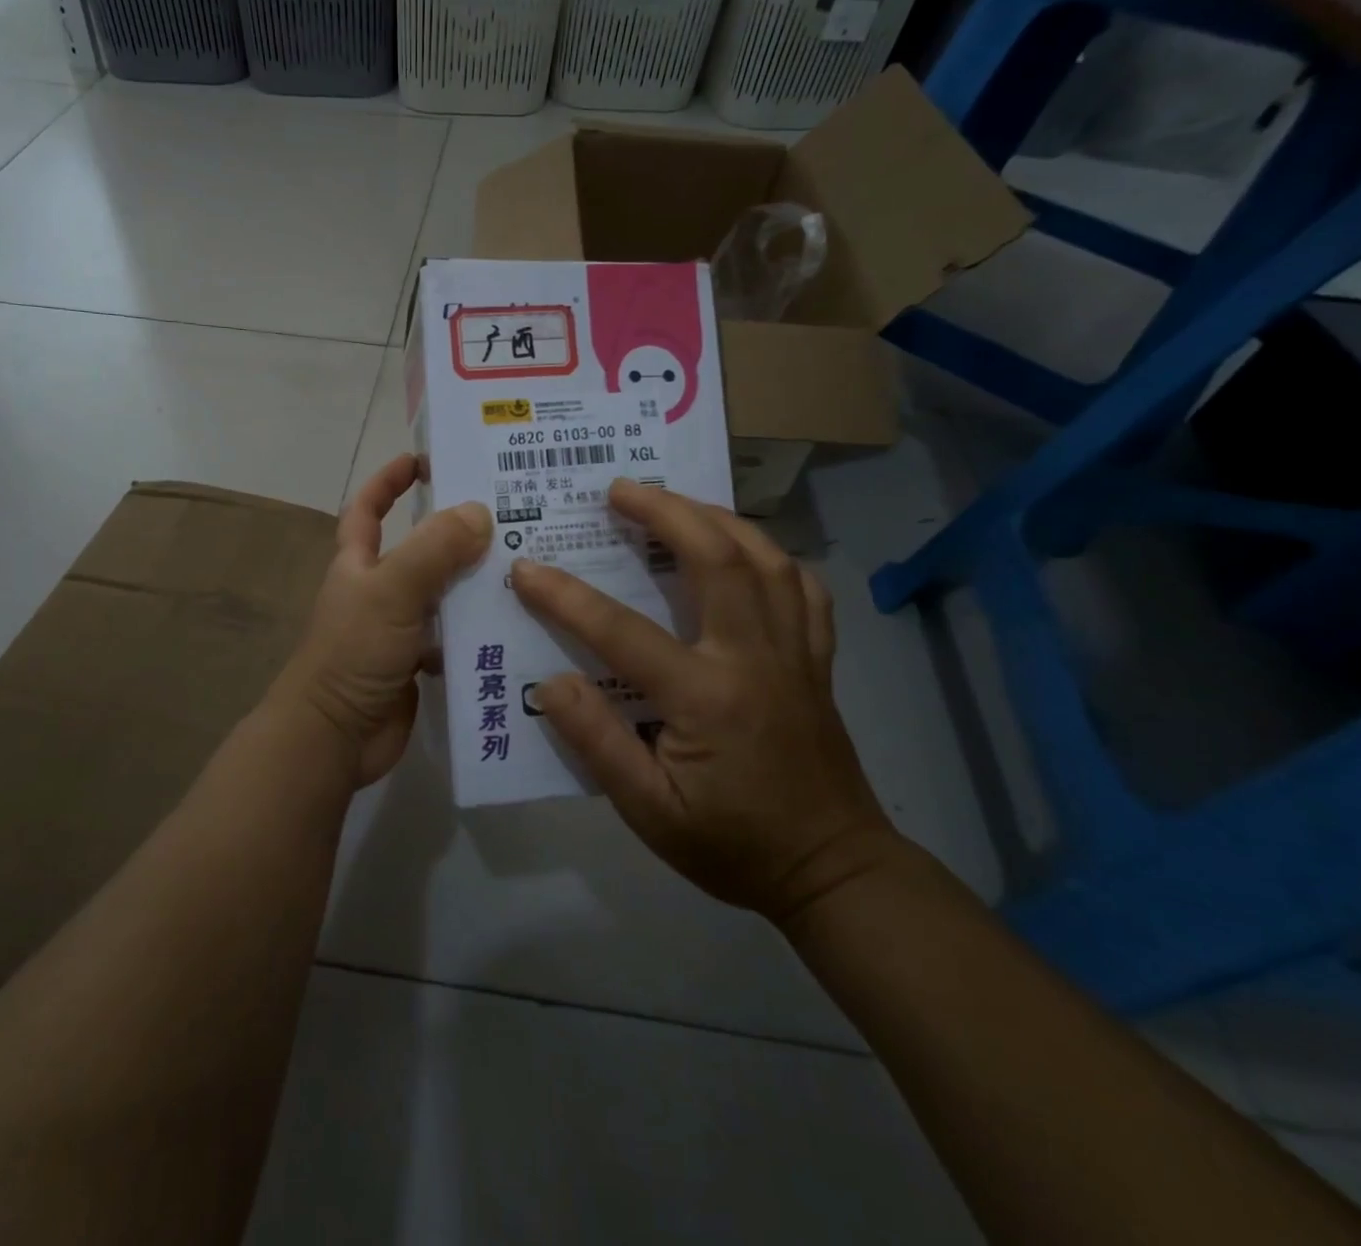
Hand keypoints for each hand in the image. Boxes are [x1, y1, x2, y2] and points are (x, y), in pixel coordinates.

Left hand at [272, 454, 491, 787]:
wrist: (334, 737)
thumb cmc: (353, 653)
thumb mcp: (391, 591)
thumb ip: (433, 551)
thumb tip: (480, 512)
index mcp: (359, 564)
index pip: (368, 509)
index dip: (388, 480)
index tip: (423, 460)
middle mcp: (379, 591)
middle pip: (421, 550)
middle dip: (458, 533)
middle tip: (511, 515)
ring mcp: (399, 630)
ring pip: (445, 595)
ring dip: (477, 584)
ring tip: (530, 567)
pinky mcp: (419, 665)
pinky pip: (456, 637)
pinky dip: (481, 631)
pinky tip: (519, 624)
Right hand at [509, 478, 898, 922]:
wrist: (834, 873)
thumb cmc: (733, 846)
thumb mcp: (649, 812)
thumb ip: (598, 744)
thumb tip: (551, 682)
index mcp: (706, 697)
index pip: (622, 631)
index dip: (566, 597)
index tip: (526, 569)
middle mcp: (754, 658)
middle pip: (715, 558)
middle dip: (664, 511)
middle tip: (620, 488)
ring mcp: (794, 654)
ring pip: (765, 559)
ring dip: (718, 519)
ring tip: (677, 503)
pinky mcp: (817, 661)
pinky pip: (804, 589)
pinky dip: (772, 557)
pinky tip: (746, 552)